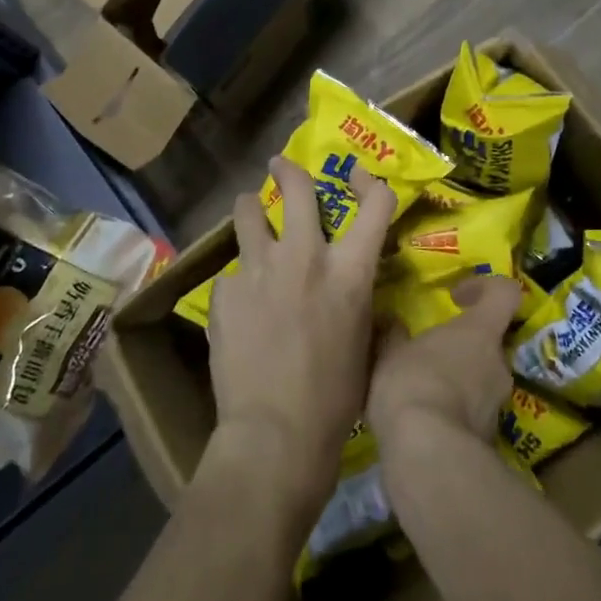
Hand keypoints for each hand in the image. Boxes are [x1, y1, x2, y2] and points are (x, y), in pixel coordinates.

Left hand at [206, 156, 394, 515]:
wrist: (275, 434)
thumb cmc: (336, 399)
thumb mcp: (365, 344)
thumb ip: (360, 303)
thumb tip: (358, 292)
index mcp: (349, 272)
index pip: (376, 203)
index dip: (371, 182)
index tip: (359, 177)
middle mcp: (304, 257)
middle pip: (296, 187)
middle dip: (288, 170)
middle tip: (280, 166)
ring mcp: (259, 269)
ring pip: (247, 213)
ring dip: (250, 210)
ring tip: (249, 216)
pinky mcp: (224, 291)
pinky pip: (232, 272)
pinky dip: (239, 280)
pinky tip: (238, 308)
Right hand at [367, 274, 521, 454]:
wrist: (428, 454)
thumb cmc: (411, 384)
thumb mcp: (389, 353)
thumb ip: (394, 335)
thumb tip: (392, 322)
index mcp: (480, 332)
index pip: (505, 293)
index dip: (485, 287)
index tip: (456, 296)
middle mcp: (498, 363)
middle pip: (489, 341)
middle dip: (462, 345)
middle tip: (429, 353)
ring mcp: (498, 404)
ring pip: (481, 378)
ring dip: (458, 380)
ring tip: (422, 390)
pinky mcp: (490, 438)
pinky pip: (473, 412)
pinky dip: (454, 411)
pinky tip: (425, 421)